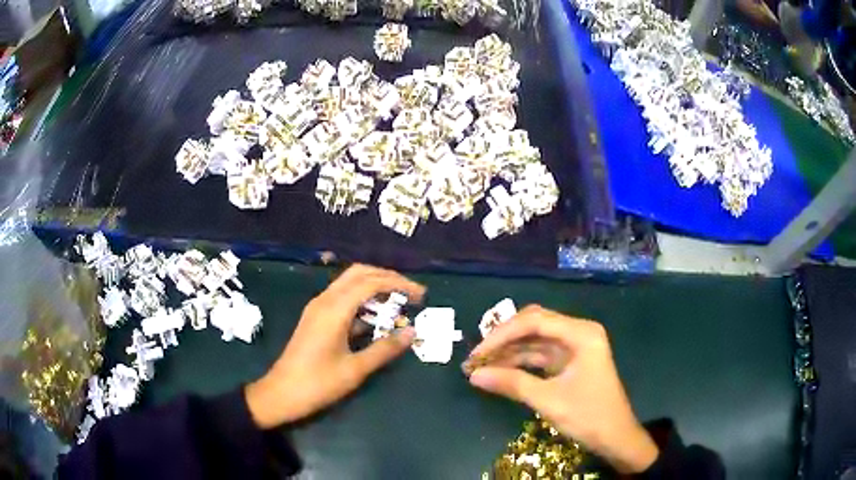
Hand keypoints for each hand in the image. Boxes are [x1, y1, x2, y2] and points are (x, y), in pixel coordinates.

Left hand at [245, 264, 424, 428]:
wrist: (280, 393)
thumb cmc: (318, 384)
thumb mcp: (355, 369)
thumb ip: (385, 349)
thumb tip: (412, 332)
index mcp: (334, 309)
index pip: (371, 282)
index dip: (399, 284)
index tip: (421, 295)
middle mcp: (325, 301)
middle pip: (359, 273)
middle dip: (387, 278)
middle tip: (410, 294)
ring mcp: (318, 308)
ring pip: (349, 284)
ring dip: (374, 287)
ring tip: (398, 304)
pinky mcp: (315, 318)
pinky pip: (342, 298)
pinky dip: (362, 301)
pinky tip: (375, 319)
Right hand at [467, 306, 658, 473]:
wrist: (614, 436)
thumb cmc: (588, 415)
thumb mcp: (548, 400)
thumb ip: (512, 384)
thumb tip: (473, 375)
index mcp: (581, 333)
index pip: (534, 322)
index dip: (502, 335)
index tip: (477, 354)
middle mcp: (578, 332)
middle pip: (534, 325)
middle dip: (504, 339)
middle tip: (477, 356)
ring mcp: (574, 347)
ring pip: (534, 340)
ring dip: (509, 351)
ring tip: (481, 365)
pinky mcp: (569, 362)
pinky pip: (539, 355)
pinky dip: (519, 362)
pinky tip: (499, 371)